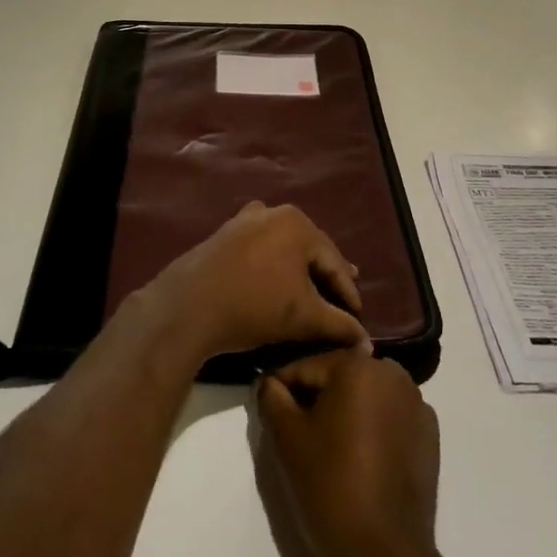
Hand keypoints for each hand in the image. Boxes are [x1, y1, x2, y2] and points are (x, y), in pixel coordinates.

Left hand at [140, 202, 369, 362]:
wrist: (188, 306)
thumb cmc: (254, 306)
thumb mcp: (304, 318)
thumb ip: (340, 326)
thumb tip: (367, 344)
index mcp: (298, 224)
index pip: (335, 263)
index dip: (349, 294)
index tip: (358, 319)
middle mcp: (274, 212)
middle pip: (310, 250)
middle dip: (325, 278)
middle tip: (342, 302)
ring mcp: (245, 220)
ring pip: (284, 248)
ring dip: (299, 271)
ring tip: (313, 290)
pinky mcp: (225, 234)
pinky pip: (261, 249)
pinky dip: (274, 266)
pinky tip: (276, 280)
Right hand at [255, 349, 441, 556]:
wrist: (384, 555)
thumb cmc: (330, 486)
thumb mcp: (286, 438)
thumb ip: (272, 397)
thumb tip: (270, 383)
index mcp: (358, 366)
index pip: (306, 367)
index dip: (283, 389)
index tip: (270, 412)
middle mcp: (393, 374)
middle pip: (339, 377)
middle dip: (317, 398)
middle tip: (297, 433)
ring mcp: (417, 405)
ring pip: (365, 396)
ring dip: (345, 411)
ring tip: (328, 448)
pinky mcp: (430, 436)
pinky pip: (389, 418)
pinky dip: (372, 428)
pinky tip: (360, 460)